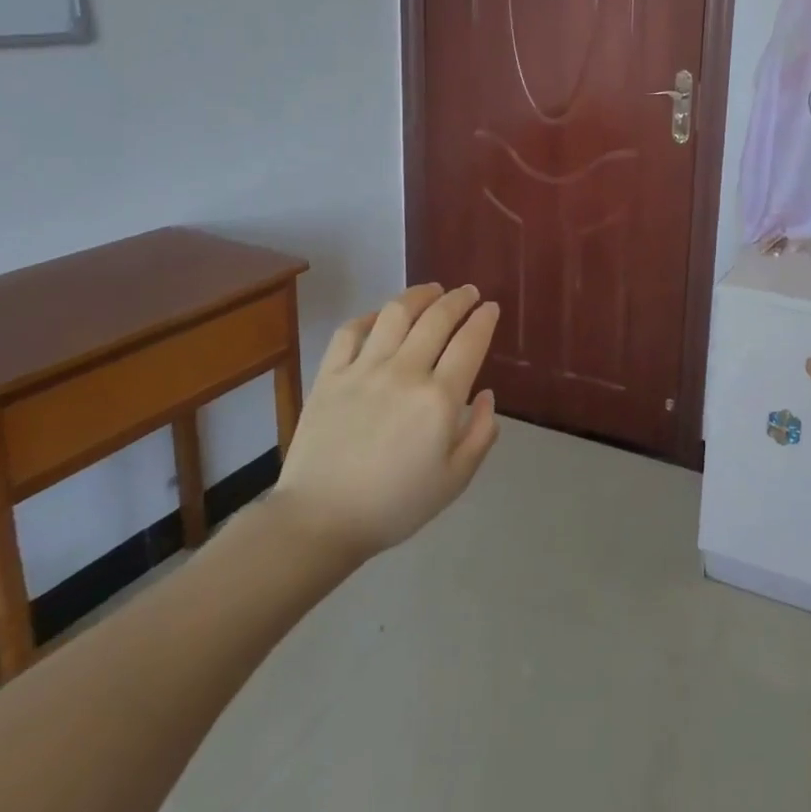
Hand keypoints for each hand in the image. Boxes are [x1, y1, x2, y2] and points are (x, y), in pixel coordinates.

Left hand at [270, 283, 500, 561]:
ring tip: (432, 291)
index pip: (469, 342)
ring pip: (395, 314)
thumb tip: (485, 394)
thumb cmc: (395, 505)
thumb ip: (480, 434)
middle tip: (469, 292)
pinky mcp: (329, 375)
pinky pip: (350, 331)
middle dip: (458, 299)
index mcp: (439, 399)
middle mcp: (404, 373)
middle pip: (436, 318)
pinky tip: (381, 316)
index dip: (484, 319)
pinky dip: (370, 316)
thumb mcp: (454, 480)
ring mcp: (363, 370)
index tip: (491, 308)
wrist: (320, 520)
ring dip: (419, 295)